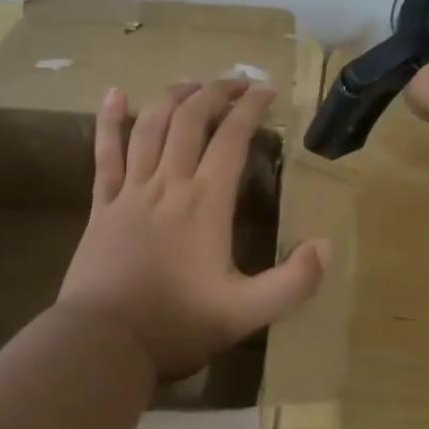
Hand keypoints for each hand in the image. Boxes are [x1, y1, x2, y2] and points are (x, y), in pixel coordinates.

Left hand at [58, 79, 329, 379]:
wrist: (103, 343)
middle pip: (190, 120)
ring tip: (191, 84)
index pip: (231, 139)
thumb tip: (325, 246)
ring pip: (150, 127)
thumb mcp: (246, 313)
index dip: (250, 109)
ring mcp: (131, 192)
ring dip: (172, 98)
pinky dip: (109, 121)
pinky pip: (104, 154)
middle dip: (215, 93)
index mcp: (205, 203)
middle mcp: (168, 184)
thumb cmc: (176, 325)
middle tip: (236, 84)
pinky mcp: (102, 205)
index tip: (266, 92)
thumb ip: (293, 283)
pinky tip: (113, 93)